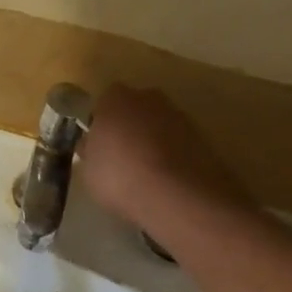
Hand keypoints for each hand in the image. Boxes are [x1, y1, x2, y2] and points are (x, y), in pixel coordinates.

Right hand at [79, 85, 248, 227]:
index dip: (101, 124)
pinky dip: (173, 156)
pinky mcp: (202, 136)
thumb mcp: (89, 170)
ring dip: (153, 142)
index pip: (104, 103)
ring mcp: (178, 115)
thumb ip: (91, 151)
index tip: (99, 146)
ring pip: (159, 125)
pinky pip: (178, 143)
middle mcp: (148, 97)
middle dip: (130, 128)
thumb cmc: (120, 176)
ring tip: (147, 174)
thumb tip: (94, 146)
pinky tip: (167, 181)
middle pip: (134, 110)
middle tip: (122, 158)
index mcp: (115, 99)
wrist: (177, 194)